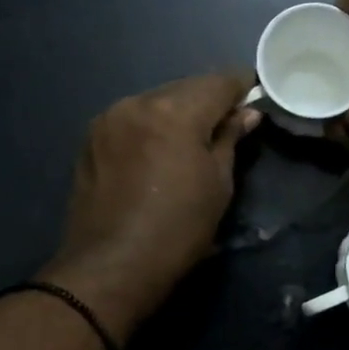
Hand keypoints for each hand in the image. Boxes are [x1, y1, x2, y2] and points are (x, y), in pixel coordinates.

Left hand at [40, 71, 259, 339]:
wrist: (112, 266)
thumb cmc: (178, 229)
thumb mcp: (218, 184)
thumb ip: (230, 139)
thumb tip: (246, 114)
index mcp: (174, 112)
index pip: (218, 82)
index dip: (242, 86)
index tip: (256, 96)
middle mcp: (138, 103)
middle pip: (185, 88)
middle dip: (209, 99)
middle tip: (230, 121)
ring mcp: (109, 119)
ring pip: (156, 101)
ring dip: (178, 111)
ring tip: (194, 138)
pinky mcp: (92, 139)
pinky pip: (132, 119)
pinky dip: (152, 125)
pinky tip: (160, 149)